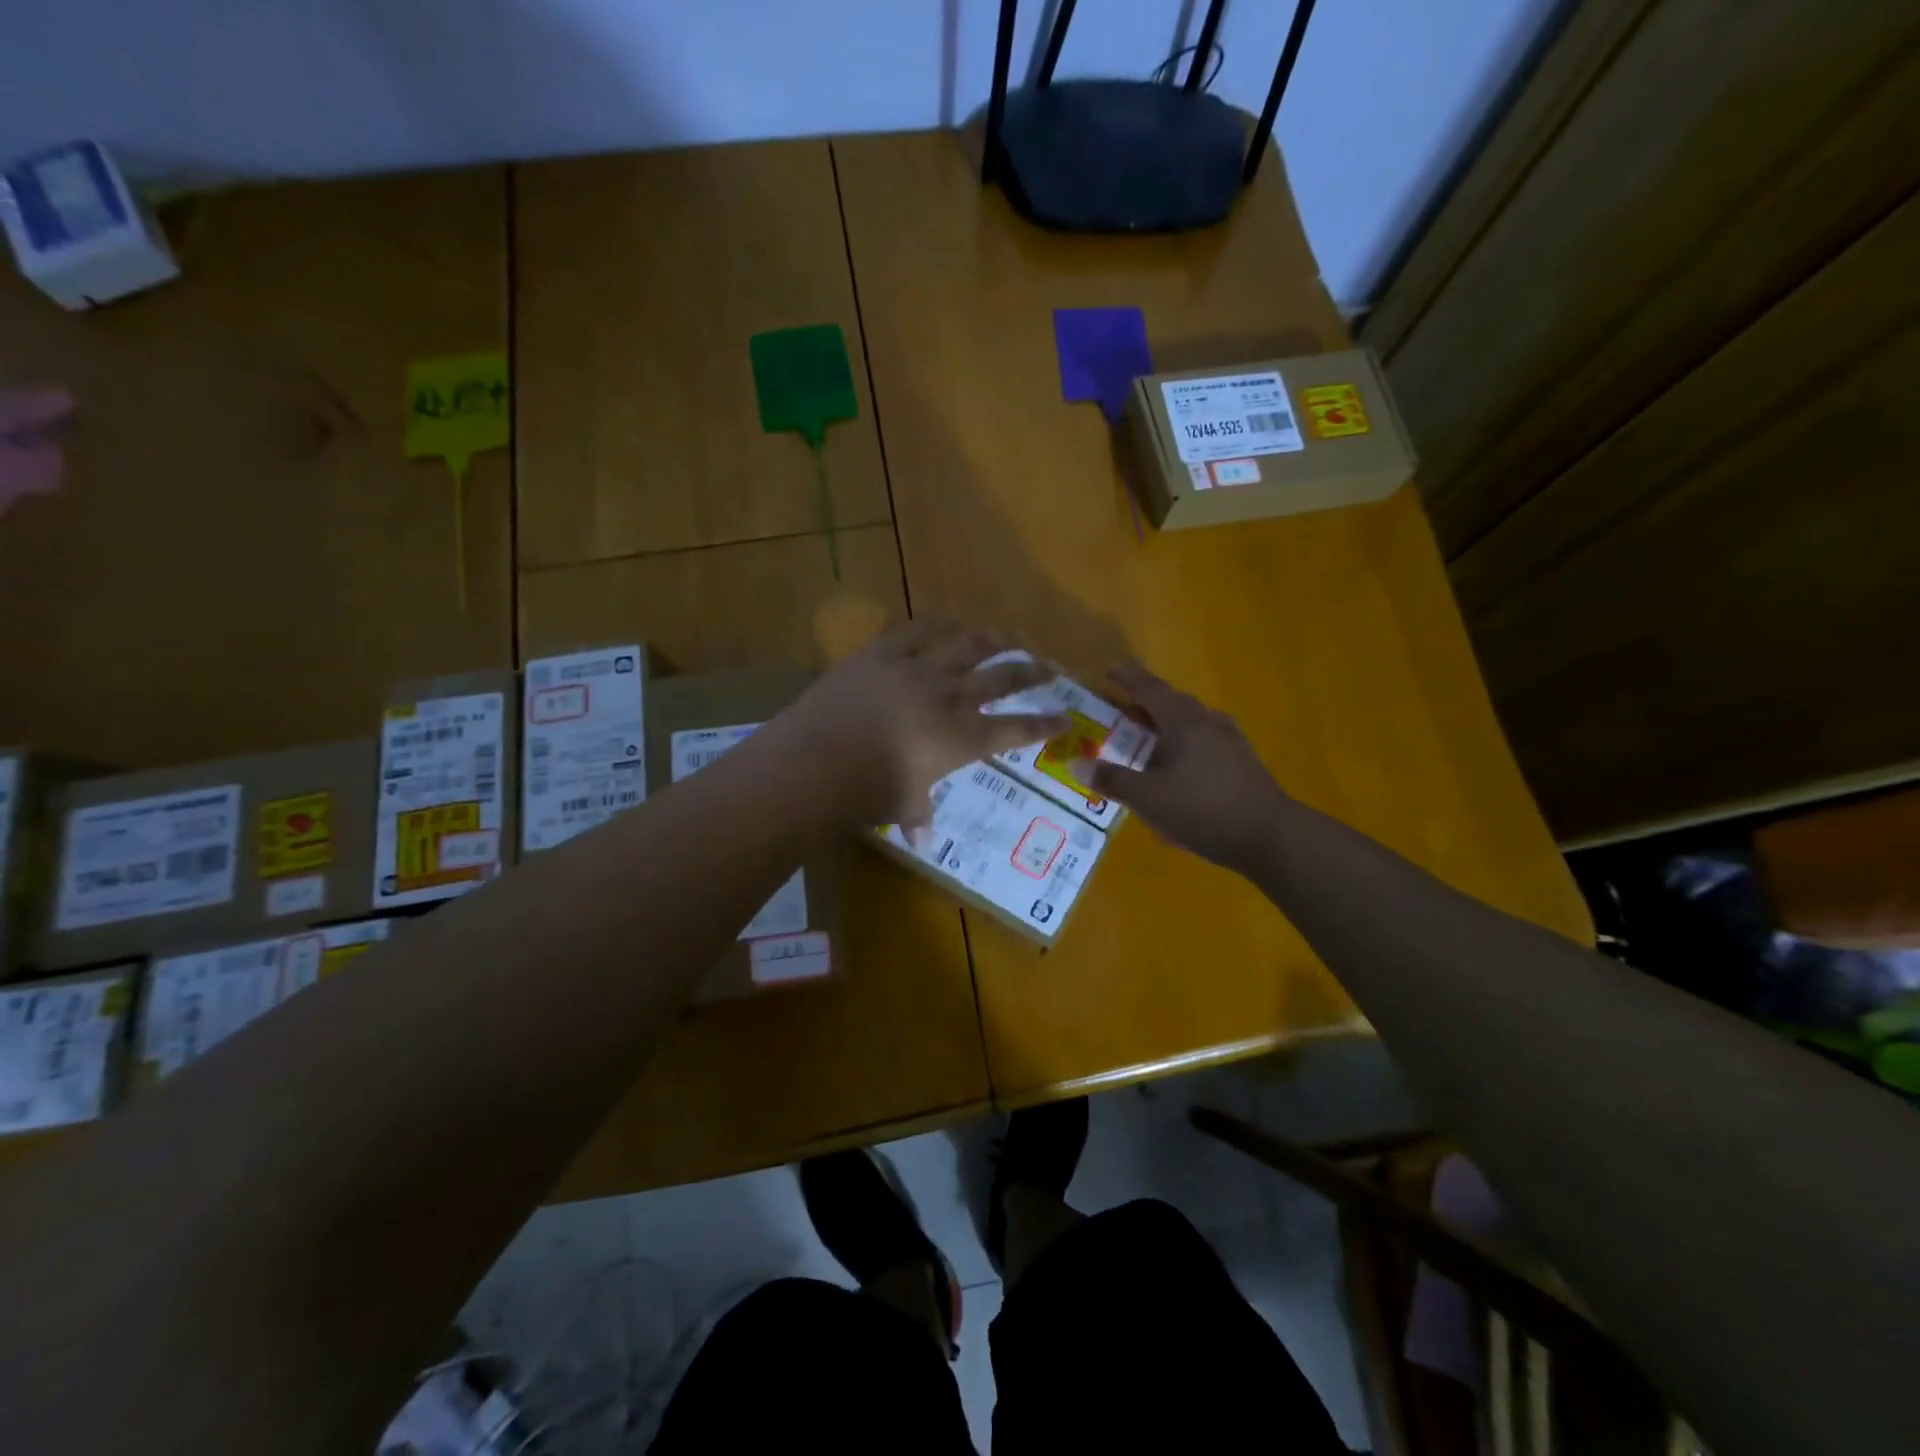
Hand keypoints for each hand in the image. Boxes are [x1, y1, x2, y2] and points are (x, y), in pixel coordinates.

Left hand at [784, 620, 1070, 829]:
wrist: (821, 758)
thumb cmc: (868, 792)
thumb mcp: (901, 806)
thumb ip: (918, 815)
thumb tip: (923, 840)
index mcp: (963, 740)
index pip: (1016, 730)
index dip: (1044, 724)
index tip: (1065, 717)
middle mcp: (952, 698)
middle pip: (1003, 678)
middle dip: (1031, 672)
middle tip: (1050, 667)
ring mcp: (919, 669)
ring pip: (969, 646)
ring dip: (994, 640)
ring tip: (1009, 636)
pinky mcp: (885, 651)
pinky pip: (920, 628)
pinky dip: (940, 623)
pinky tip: (951, 620)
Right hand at [1074, 662, 1292, 874]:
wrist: (1270, 836)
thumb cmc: (1203, 810)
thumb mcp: (1148, 798)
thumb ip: (1112, 780)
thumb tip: (1075, 764)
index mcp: (1183, 722)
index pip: (1150, 689)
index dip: (1128, 678)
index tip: (1110, 669)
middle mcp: (1208, 723)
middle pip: (1173, 702)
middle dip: (1145, 701)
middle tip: (1120, 709)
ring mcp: (1230, 741)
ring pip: (1191, 721)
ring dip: (1166, 723)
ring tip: (1146, 737)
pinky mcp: (1242, 762)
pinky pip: (1205, 739)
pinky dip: (1184, 742)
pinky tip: (1179, 764)